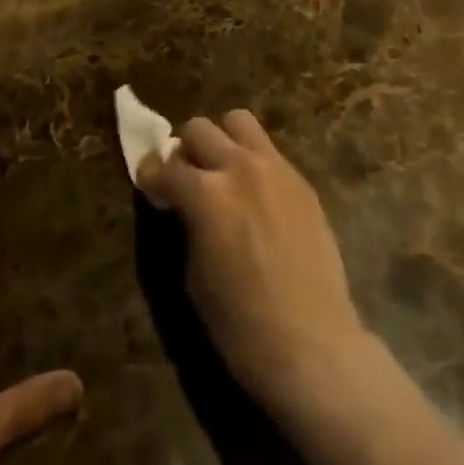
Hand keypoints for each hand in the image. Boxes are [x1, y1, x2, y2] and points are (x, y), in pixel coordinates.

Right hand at [138, 111, 374, 420]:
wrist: (313, 344)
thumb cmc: (242, 326)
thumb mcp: (195, 277)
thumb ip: (187, 225)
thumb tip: (184, 205)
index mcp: (206, 194)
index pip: (166, 166)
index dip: (152, 176)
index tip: (150, 186)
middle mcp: (239, 167)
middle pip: (199, 128)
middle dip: (185, 151)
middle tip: (187, 180)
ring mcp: (275, 167)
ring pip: (238, 121)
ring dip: (222, 140)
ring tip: (223, 173)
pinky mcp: (301, 179)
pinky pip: (269, 150)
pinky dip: (253, 161)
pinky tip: (256, 196)